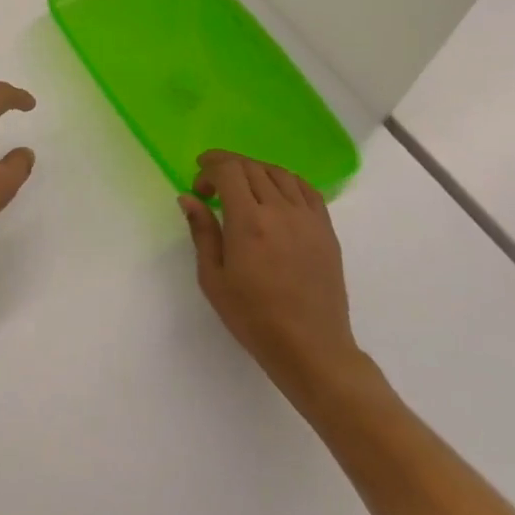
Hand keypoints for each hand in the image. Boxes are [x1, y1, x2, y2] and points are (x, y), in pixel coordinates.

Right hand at [180, 152, 371, 405]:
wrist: (310, 347)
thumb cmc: (253, 316)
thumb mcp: (213, 278)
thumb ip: (202, 232)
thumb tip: (188, 198)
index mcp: (249, 222)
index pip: (229, 170)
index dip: (210, 167)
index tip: (199, 185)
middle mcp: (280, 211)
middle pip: (252, 167)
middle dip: (227, 167)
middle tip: (213, 187)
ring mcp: (308, 218)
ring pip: (279, 173)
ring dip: (255, 171)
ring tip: (242, 188)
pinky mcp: (326, 229)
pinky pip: (306, 190)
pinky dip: (285, 181)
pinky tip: (274, 195)